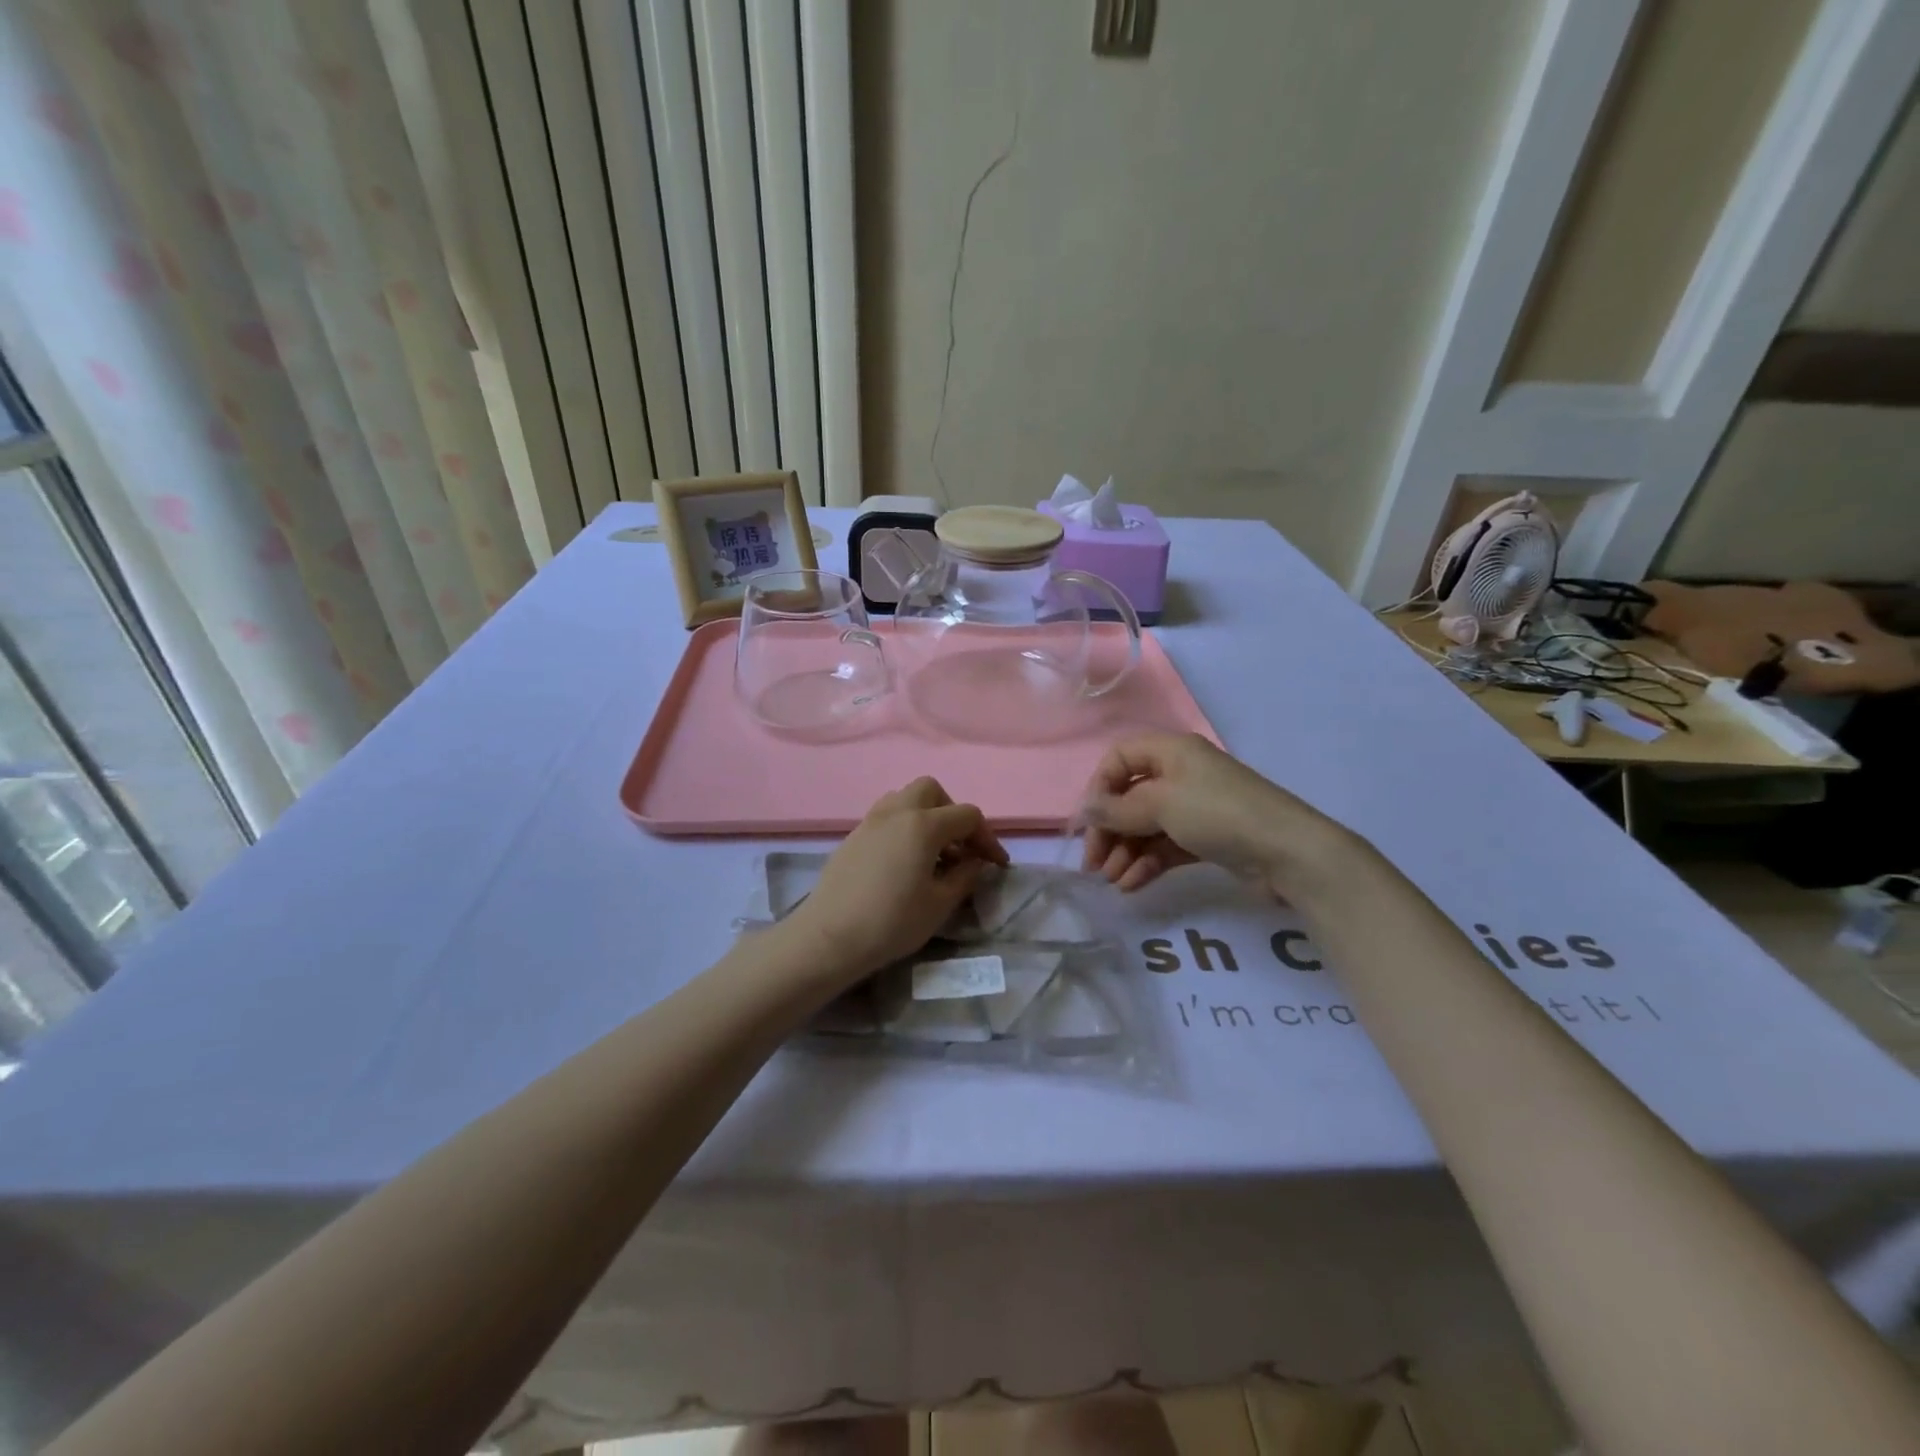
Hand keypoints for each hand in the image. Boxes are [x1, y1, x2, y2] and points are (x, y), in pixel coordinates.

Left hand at [783, 778, 1007, 982]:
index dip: (988, 838)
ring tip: (932, 852)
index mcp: (923, 824)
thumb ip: (964, 876)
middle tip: (959, 846)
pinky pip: (886, 816)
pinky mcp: (853, 836)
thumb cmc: (892, 922)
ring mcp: (870, 821)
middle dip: (952, 813)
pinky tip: (904, 861)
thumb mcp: (939, 904)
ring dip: (925, 816)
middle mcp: (897, 812)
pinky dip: (903, 827)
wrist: (830, 937)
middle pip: (932, 790)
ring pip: (904, 799)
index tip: (996, 864)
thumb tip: (974, 862)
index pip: (967, 816)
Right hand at [1081, 733, 1337, 894]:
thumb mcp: (1162, 804)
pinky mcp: (1205, 839)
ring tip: (1112, 881)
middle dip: (1108, 830)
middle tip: (1093, 865)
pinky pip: (1164, 847)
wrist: (1288, 853)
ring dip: (1124, 852)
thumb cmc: (1219, 814)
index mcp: (1171, 752)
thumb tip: (1084, 811)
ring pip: (1145, 826)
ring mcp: (1194, 808)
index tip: (1087, 823)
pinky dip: (1146, 863)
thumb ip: (1117, 809)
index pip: (1119, 759)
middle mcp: (1180, 775)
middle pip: (1129, 798)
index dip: (1098, 788)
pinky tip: (1132, 885)